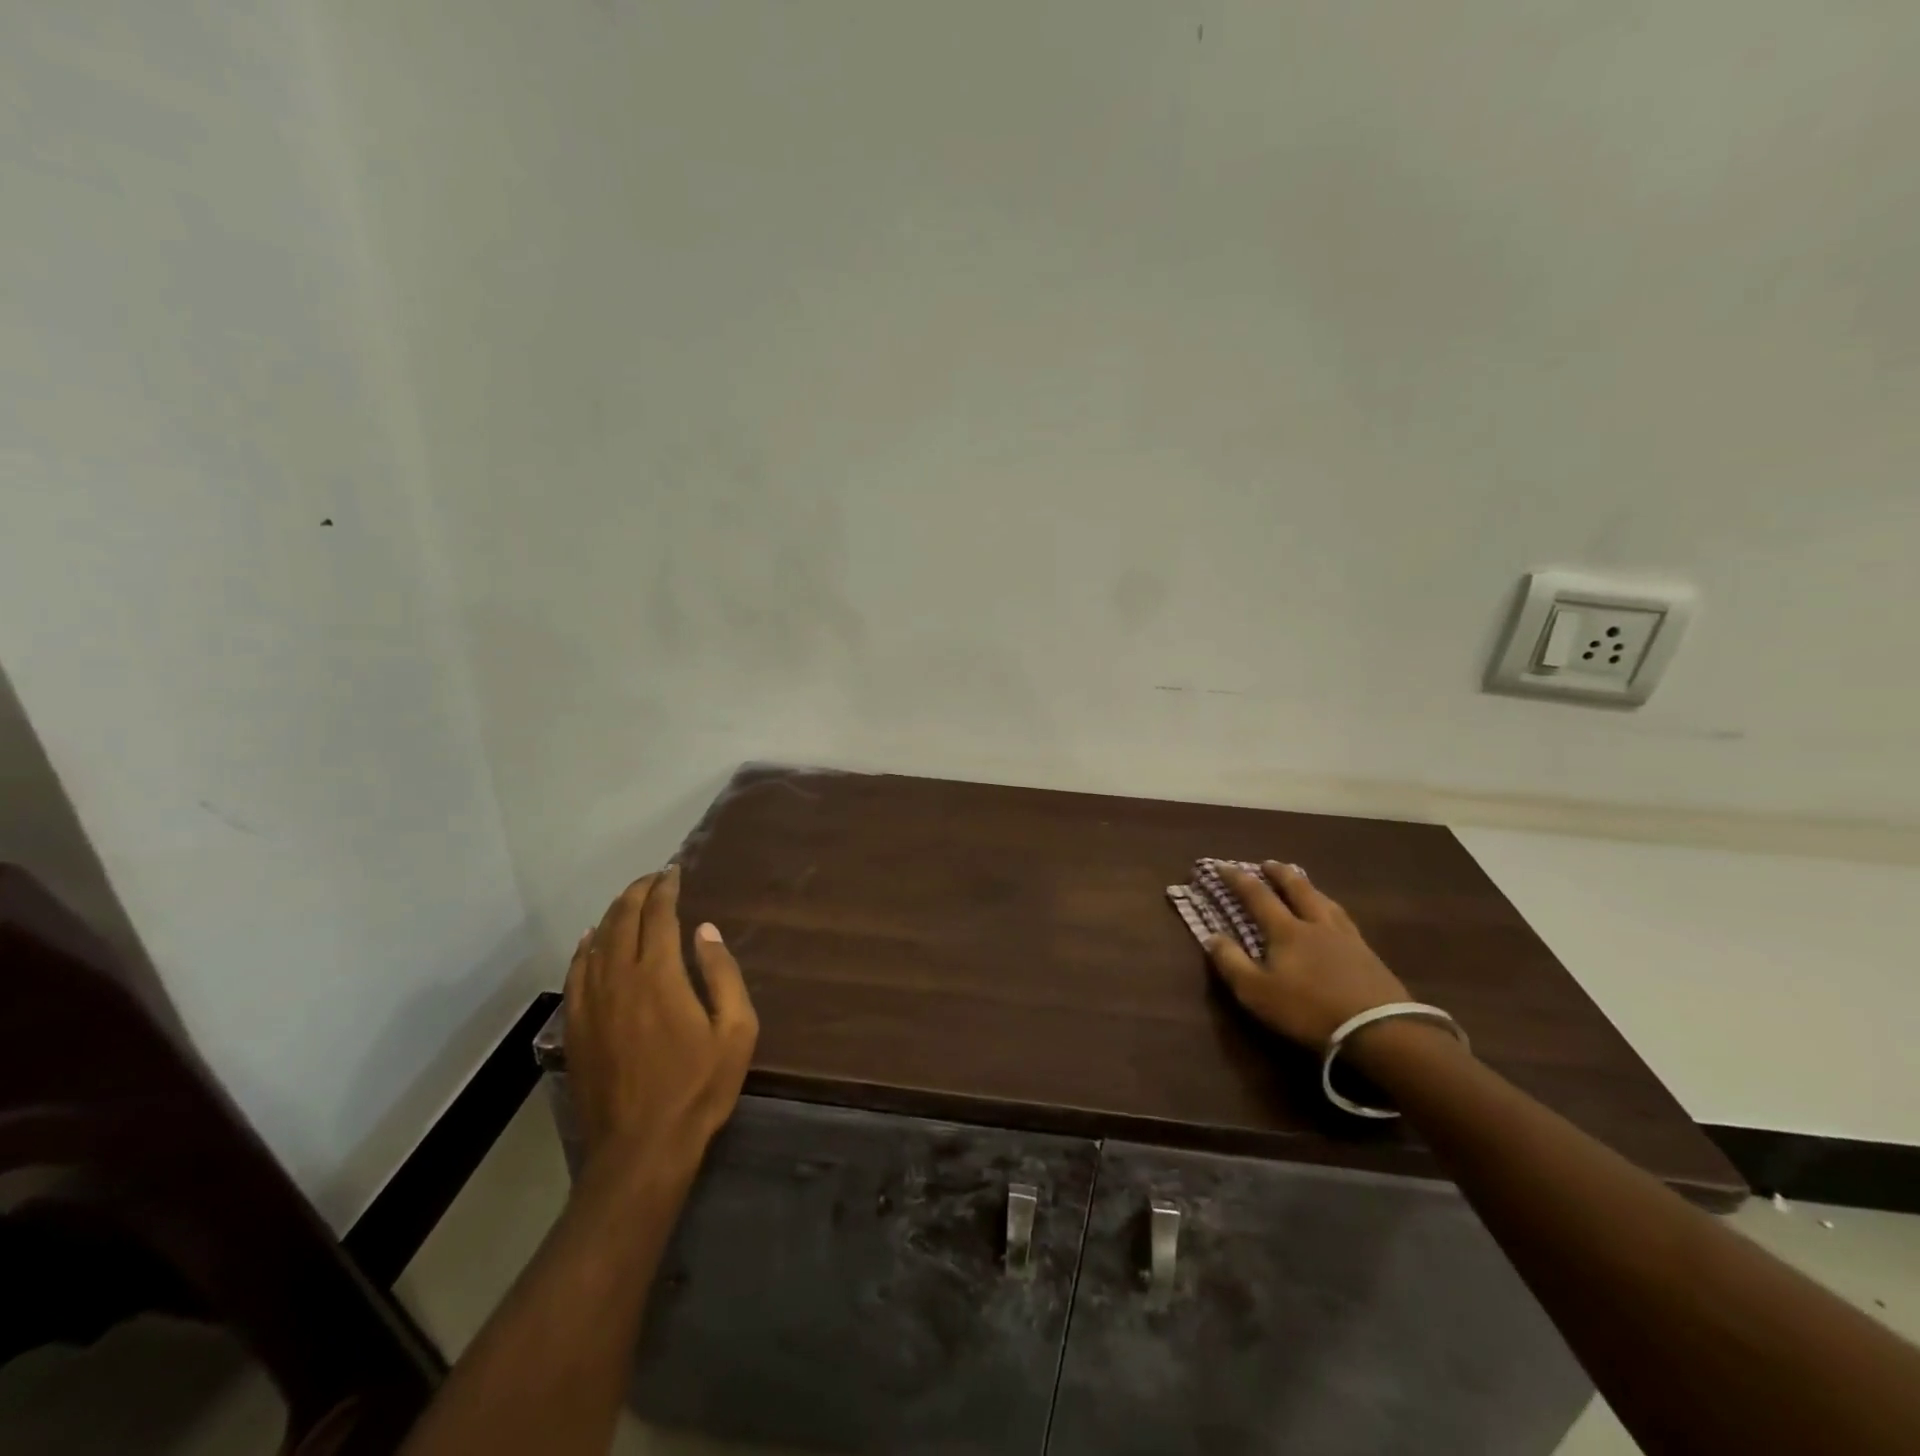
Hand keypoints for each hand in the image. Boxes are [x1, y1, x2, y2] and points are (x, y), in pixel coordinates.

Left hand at [564, 865, 758, 1179]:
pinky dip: (584, 948)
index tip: (674, 872)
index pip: (659, 916)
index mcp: (660, 976)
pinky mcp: (576, 1027)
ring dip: (613, 914)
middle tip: (654, 878)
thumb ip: (723, 974)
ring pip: (597, 943)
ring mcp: (592, 1003)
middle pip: (623, 921)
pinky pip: (576, 973)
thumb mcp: (736, 1031)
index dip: (665, 889)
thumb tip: (706, 930)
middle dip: (638, 893)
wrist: (640, 1149)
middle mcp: (620, 979)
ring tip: (628, 899)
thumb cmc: (698, 1089)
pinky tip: (590, 939)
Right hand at [1204, 861, 1408, 1051]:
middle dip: (1279, 873)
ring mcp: (1346, 937)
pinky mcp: (1369, 955)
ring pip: (1324, 901)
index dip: (1237, 879)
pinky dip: (1332, 909)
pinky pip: (1345, 919)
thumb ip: (1231, 962)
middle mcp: (1315, 924)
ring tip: (1302, 882)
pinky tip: (1335, 916)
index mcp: (1286, 930)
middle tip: (1268, 863)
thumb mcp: (1257, 992)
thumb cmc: (1308, 1010)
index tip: (1221, 865)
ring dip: (1308, 887)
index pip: (1257, 896)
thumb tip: (1211, 936)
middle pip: (1297, 889)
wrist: (1379, 1030)